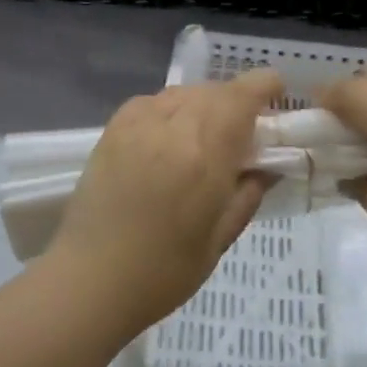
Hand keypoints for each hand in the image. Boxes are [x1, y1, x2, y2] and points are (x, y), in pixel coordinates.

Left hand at [46, 71, 282, 331]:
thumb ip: (248, 194)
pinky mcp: (112, 130)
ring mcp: (138, 125)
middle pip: (213, 91)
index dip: (264, 86)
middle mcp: (172, 128)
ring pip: (182, 93)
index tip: (277, 92)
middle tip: (245, 128)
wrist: (89, 280)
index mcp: (205, 156)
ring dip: (204, 103)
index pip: (240, 98)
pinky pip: (152, 101)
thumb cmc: (162, 272)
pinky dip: (170, 107)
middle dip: (236, 100)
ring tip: (207, 132)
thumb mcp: (219, 240)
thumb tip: (269, 165)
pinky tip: (170, 133)